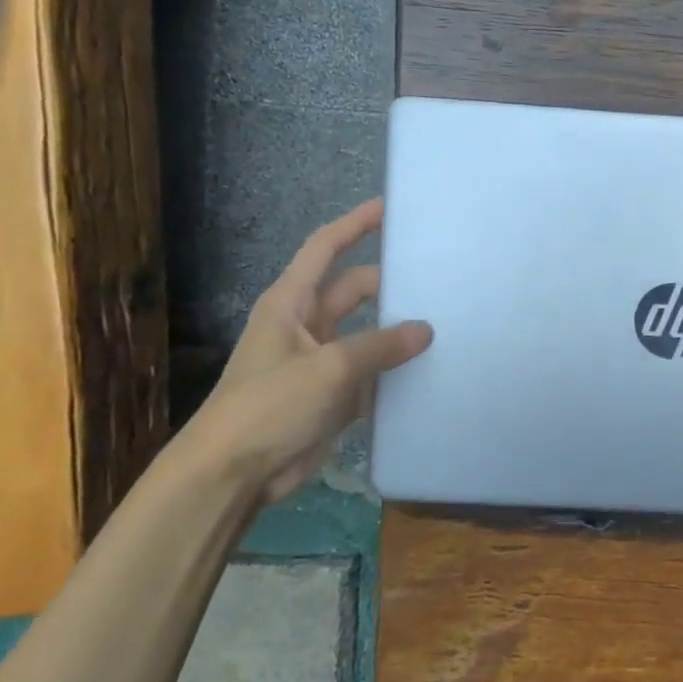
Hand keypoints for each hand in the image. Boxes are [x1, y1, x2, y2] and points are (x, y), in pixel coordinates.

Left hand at [182, 199, 431, 505]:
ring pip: (369, 332)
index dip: (356, 224)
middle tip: (440, 279)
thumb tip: (426, 329)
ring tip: (448, 322)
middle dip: (392, 284)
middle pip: (356, 290)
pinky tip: (431, 369)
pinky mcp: (333, 394)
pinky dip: (396, 370)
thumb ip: (381, 345)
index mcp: (292, 303)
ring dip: (399, 331)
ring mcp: (321, 360)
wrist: (234, 474)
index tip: (391, 207)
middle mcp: (307, 324)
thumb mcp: (329, 369)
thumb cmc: (270, 407)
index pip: (326, 248)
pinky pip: (373, 371)